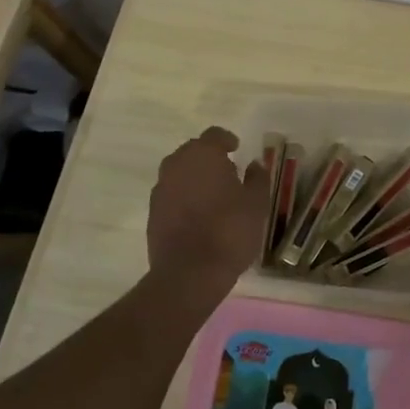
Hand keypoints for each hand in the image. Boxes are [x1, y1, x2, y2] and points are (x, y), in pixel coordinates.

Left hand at [145, 127, 269, 316]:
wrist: (189, 273)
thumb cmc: (229, 231)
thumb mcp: (256, 203)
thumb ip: (257, 178)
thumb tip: (254, 165)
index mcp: (202, 155)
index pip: (214, 135)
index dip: (226, 140)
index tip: (237, 148)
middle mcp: (176, 165)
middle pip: (193, 151)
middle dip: (209, 157)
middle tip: (228, 172)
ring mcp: (160, 189)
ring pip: (180, 173)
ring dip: (195, 177)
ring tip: (214, 194)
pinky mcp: (152, 213)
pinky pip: (171, 194)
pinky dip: (184, 197)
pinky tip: (199, 214)